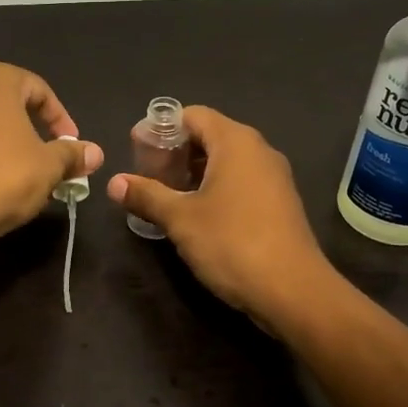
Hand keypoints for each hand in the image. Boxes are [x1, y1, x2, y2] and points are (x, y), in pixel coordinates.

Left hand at [0, 61, 103, 251]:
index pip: (40, 90)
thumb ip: (73, 155)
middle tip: (55, 161)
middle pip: (13, 107)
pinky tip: (3, 189)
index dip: (61, 119)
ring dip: (15, 149)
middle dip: (38, 134)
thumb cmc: (4, 174)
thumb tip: (95, 153)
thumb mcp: (49, 165)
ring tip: (32, 179)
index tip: (72, 147)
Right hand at [107, 106, 332, 319]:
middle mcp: (259, 151)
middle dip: (175, 152)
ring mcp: (273, 178)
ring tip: (165, 196)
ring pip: (225, 161)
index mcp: (236, 142)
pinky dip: (215, 188)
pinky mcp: (279, 203)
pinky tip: (195, 215)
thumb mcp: (180, 219)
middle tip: (147, 174)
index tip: (136, 148)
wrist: (293, 290)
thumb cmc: (232, 243)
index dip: (161, 128)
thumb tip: (114, 183)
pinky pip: (240, 182)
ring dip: (194, 173)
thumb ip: (146, 195)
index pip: (193, 115)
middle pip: (209, 136)